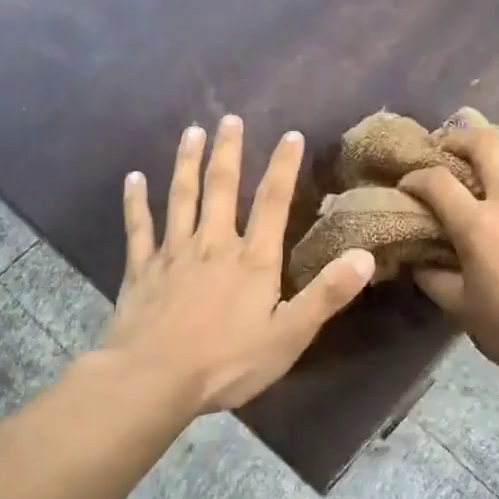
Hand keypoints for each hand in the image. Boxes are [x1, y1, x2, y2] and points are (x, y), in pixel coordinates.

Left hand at [106, 117, 375, 412]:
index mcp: (252, 259)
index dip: (283, 167)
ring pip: (180, 197)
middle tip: (229, 119)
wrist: (154, 379)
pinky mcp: (141, 269)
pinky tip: (132, 178)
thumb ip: (327, 294)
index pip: (272, 202)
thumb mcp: (289, 335)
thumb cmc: (228, 362)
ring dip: (186, 162)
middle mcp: (212, 244)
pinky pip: (138, 227)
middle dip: (227, 151)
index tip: (290, 135)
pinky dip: (135, 201)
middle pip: (221, 188)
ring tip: (191, 132)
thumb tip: (365, 255)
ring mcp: (173, 253)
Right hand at [400, 124, 498, 380]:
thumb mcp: (460, 308)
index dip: (416, 177)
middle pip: (487, 145)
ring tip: (498, 143)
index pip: (438, 183)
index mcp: (478, 224)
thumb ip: (434, 278)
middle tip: (449, 144)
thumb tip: (418, 260)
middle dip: (461, 137)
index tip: (407, 185)